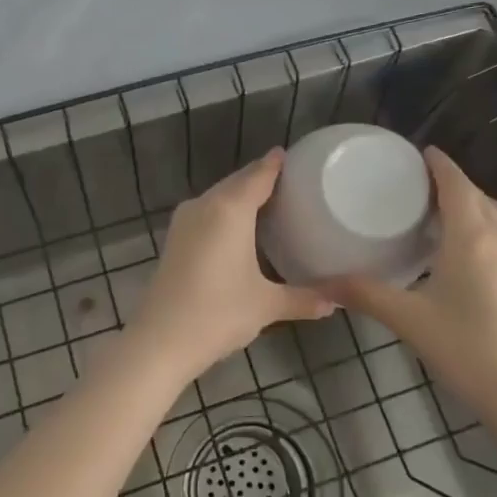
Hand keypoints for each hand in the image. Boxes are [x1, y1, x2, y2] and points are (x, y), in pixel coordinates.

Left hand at [128, 149, 335, 380]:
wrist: (160, 340)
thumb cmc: (218, 314)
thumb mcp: (266, 306)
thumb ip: (303, 299)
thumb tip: (336, 302)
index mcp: (230, 210)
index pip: (259, 175)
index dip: (276, 164)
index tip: (294, 156)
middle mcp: (205, 205)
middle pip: (237, 182)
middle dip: (261, 178)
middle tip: (292, 181)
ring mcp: (185, 221)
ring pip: (219, 196)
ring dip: (241, 195)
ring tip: (271, 201)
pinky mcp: (175, 238)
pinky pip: (207, 211)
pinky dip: (226, 210)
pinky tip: (240, 227)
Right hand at [329, 148, 496, 439]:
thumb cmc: (465, 349)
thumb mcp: (408, 320)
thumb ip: (366, 294)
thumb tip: (323, 282)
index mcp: (472, 238)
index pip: (457, 185)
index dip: (440, 165)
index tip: (422, 152)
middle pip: (480, 196)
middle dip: (455, 183)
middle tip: (423, 185)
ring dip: (476, 204)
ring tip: (446, 213)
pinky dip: (489, 227)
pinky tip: (472, 253)